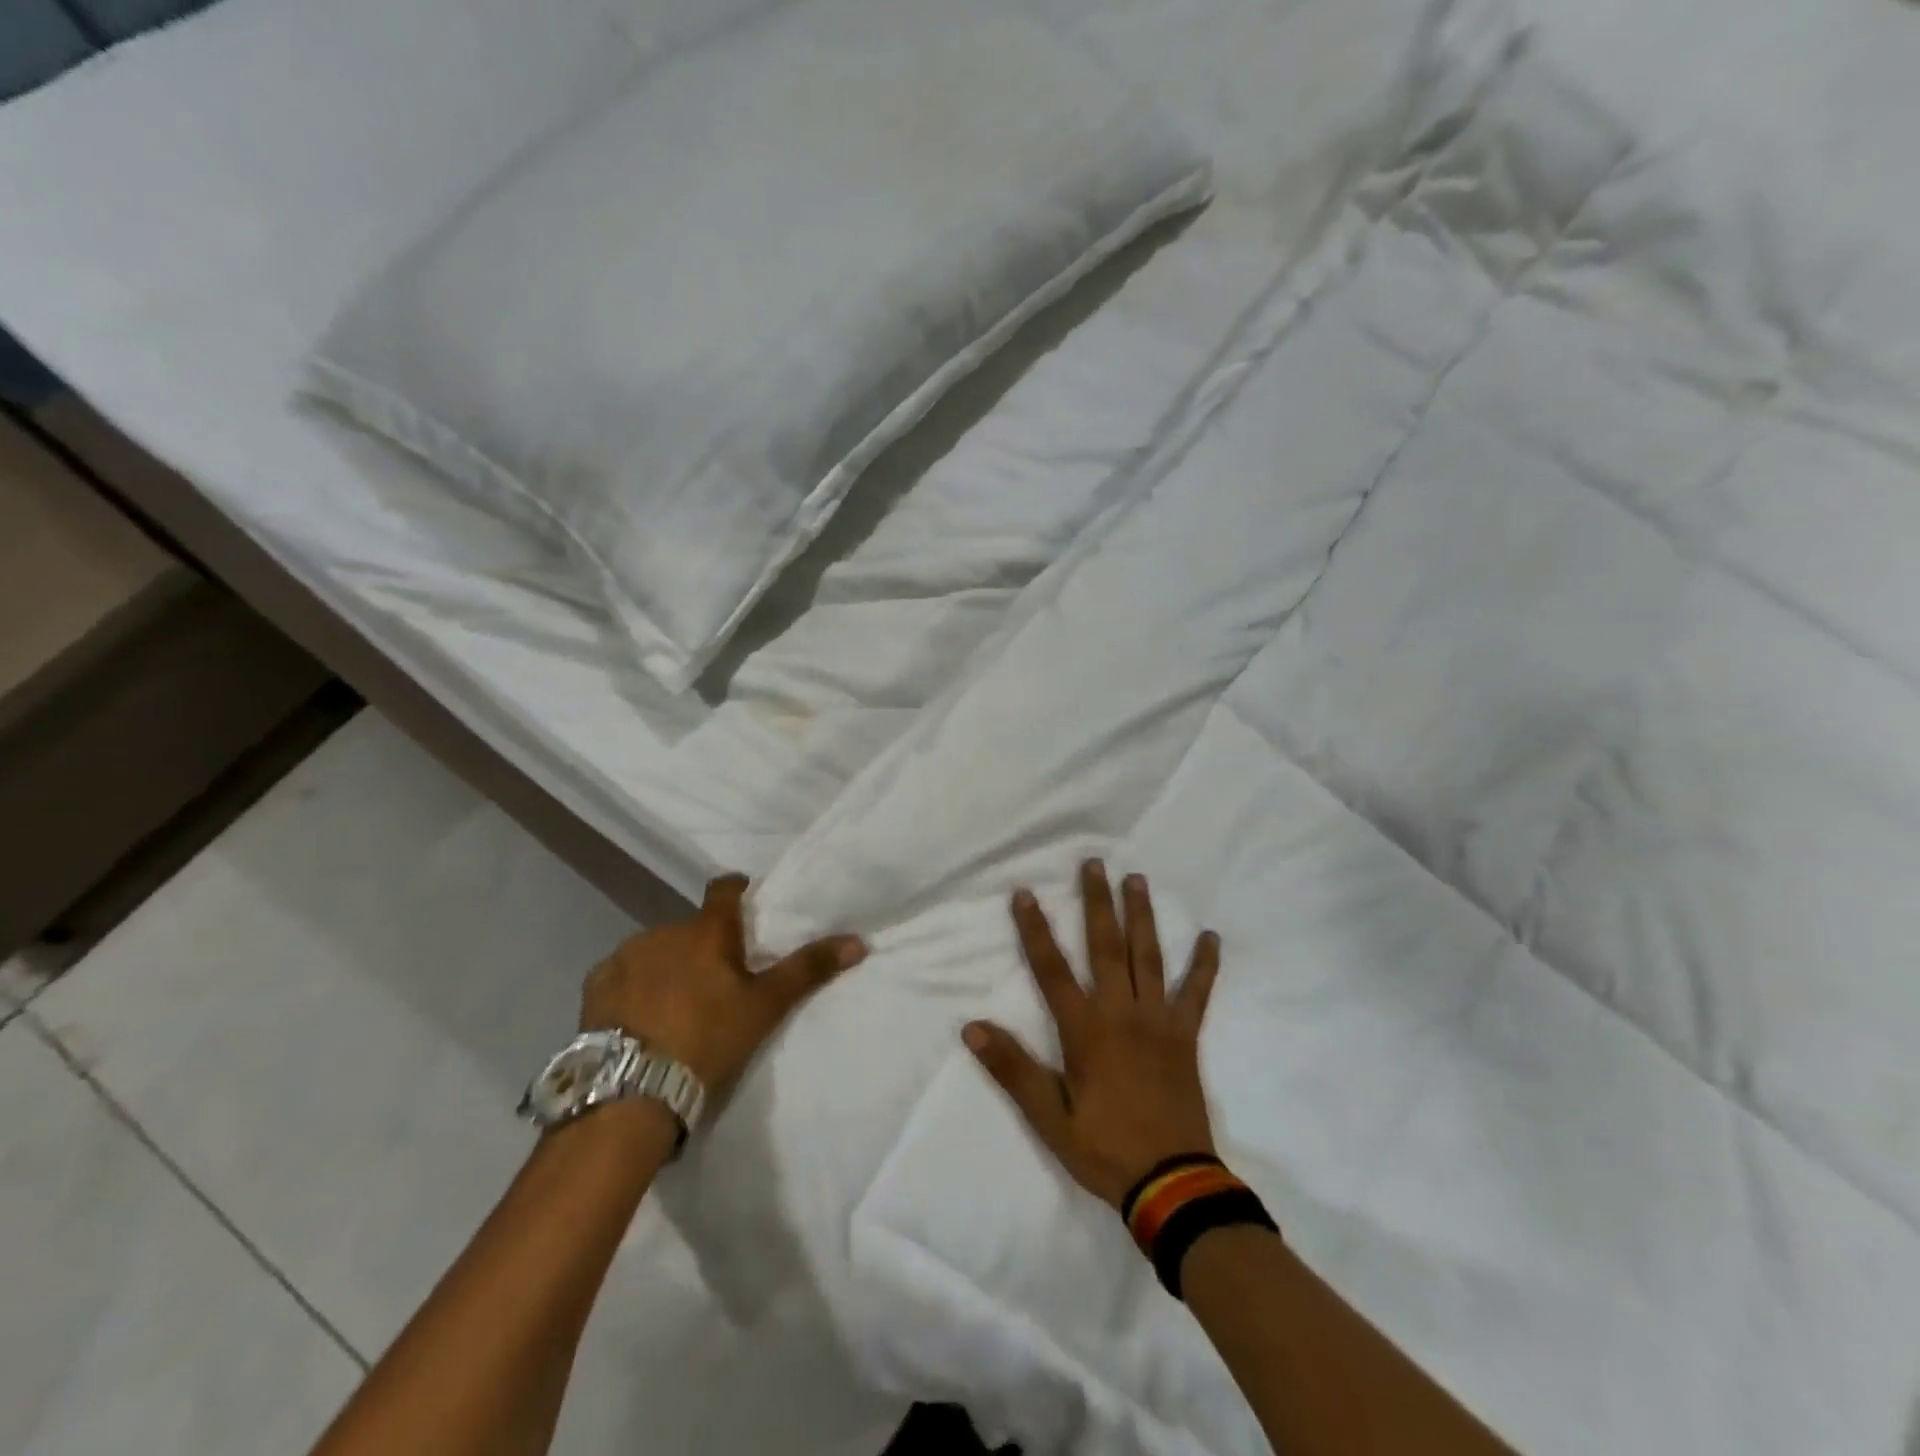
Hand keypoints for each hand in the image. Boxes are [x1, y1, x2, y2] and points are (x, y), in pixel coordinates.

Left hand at [582, 874, 866, 1103]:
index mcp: (707, 931)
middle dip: (703, 946)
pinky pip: (622, 974)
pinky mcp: (595, 985)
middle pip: (691, 928)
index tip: (746, 905)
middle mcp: (663, 931)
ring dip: (667, 966)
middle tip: (716, 982)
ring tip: (675, 1005)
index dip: (737, 892)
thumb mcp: (765, 1007)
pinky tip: (638, 1018)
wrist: (632, 1092)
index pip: (724, 890)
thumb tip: (859, 940)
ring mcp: (624, 956)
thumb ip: (808, 969)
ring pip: (655, 950)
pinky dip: (633, 986)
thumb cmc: (708, 1041)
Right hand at [964, 861, 1221, 1210]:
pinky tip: (1210, 937)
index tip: (1025, 893)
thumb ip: (1013, 1070)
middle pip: (1106, 947)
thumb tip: (971, 1027)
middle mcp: (1122, 1014)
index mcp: (1086, 1031)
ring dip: (1142, 916)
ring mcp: (1158, 1022)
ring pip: (1149, 957)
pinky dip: (1203, 965)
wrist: (1173, 1186)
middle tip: (1094, 863)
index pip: (1052, 970)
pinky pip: (1197, 994)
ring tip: (1137, 879)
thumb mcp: (1049, 1119)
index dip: (1035, 930)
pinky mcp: (1185, 1037)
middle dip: (1097, 903)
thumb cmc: (1104, 1150)